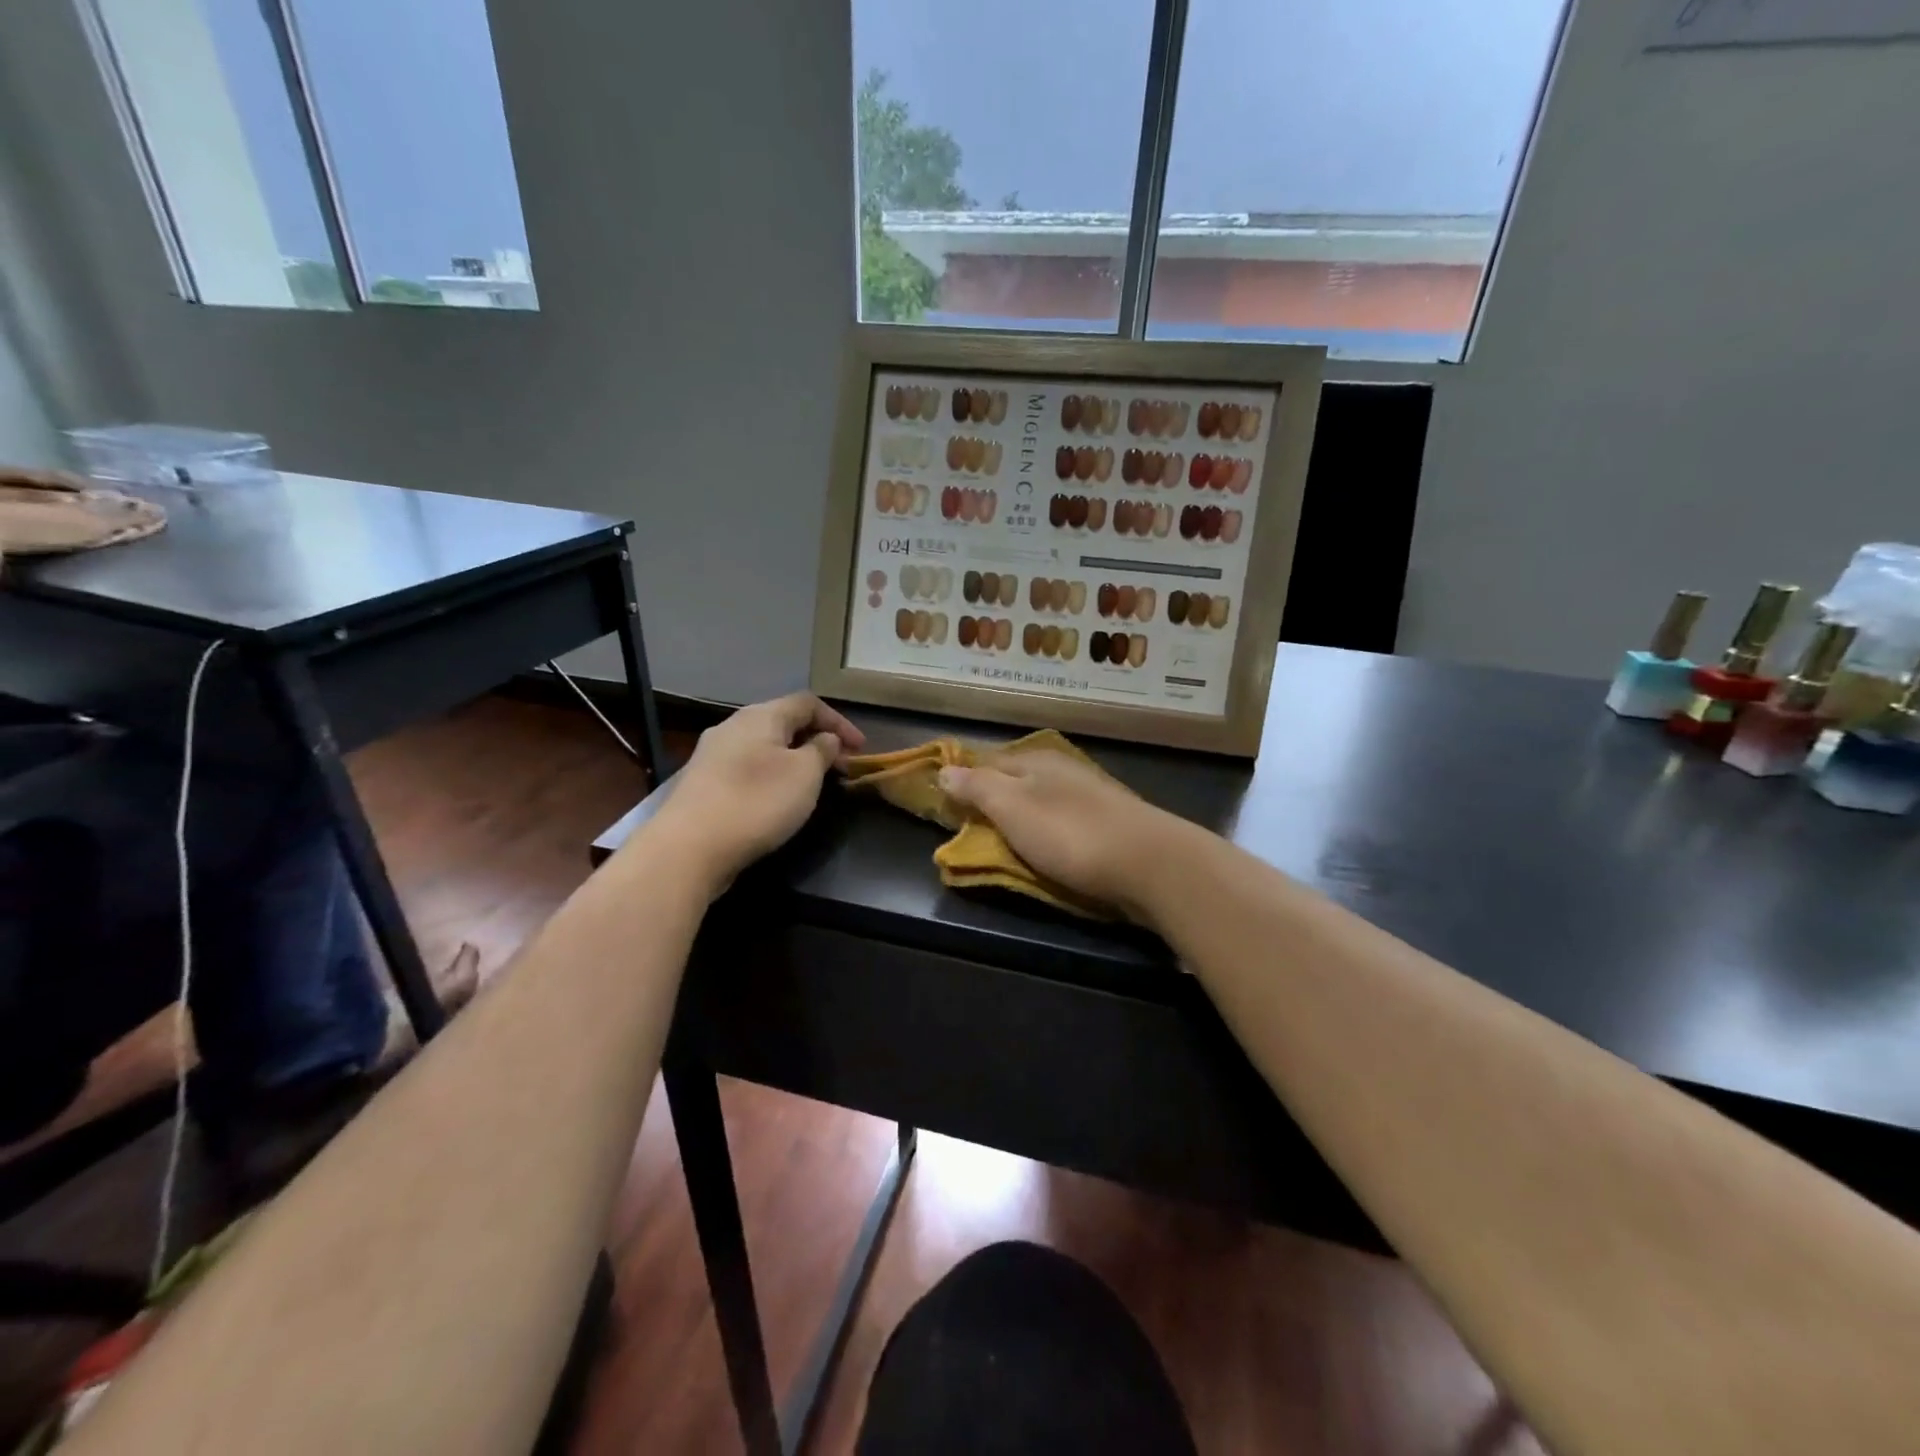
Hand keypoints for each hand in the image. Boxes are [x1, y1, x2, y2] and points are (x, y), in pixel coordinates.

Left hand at [646, 693, 865, 888]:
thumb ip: (822, 750)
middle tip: (841, 768)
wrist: (688, 848)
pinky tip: (778, 799)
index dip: (839, 721)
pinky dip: (773, 775)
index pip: (808, 703)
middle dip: (817, 741)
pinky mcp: (704, 783)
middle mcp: (733, 726)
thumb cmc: (756, 802)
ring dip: (795, 759)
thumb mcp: (805, 774)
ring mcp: (713, 755)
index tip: (861, 749)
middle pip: (784, 722)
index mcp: (760, 716)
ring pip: (765, 746)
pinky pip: (748, 768)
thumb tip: (826, 739)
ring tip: (814, 784)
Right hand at [938, 750, 1190, 920]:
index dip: (962, 777)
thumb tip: (944, 770)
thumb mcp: (1013, 808)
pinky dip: (1046, 829)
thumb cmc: (1071, 834)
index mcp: (1036, 760)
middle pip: (1015, 778)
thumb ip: (978, 788)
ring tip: (1001, 835)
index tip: (940, 797)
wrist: (1151, 864)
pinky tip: (1045, 844)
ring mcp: (1089, 796)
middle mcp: (1062, 770)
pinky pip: (1063, 820)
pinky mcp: (1109, 824)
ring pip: (1041, 798)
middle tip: (966, 821)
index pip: (987, 760)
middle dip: (991, 794)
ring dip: (1020, 813)